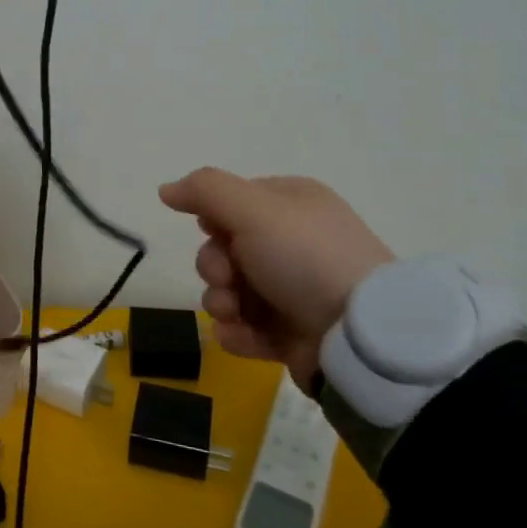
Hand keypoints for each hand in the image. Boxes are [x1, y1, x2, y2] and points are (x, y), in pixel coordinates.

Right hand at [158, 169, 394, 381]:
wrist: (359, 337)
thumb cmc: (305, 258)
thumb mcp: (253, 209)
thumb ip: (205, 191)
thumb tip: (166, 189)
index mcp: (292, 204)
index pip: (233, 203)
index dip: (214, 220)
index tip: (213, 232)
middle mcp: (293, 242)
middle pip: (225, 248)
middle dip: (214, 267)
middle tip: (228, 279)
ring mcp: (294, 290)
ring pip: (231, 291)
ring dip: (221, 302)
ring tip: (235, 314)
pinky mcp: (293, 333)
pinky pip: (247, 328)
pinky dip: (238, 333)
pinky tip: (243, 336)